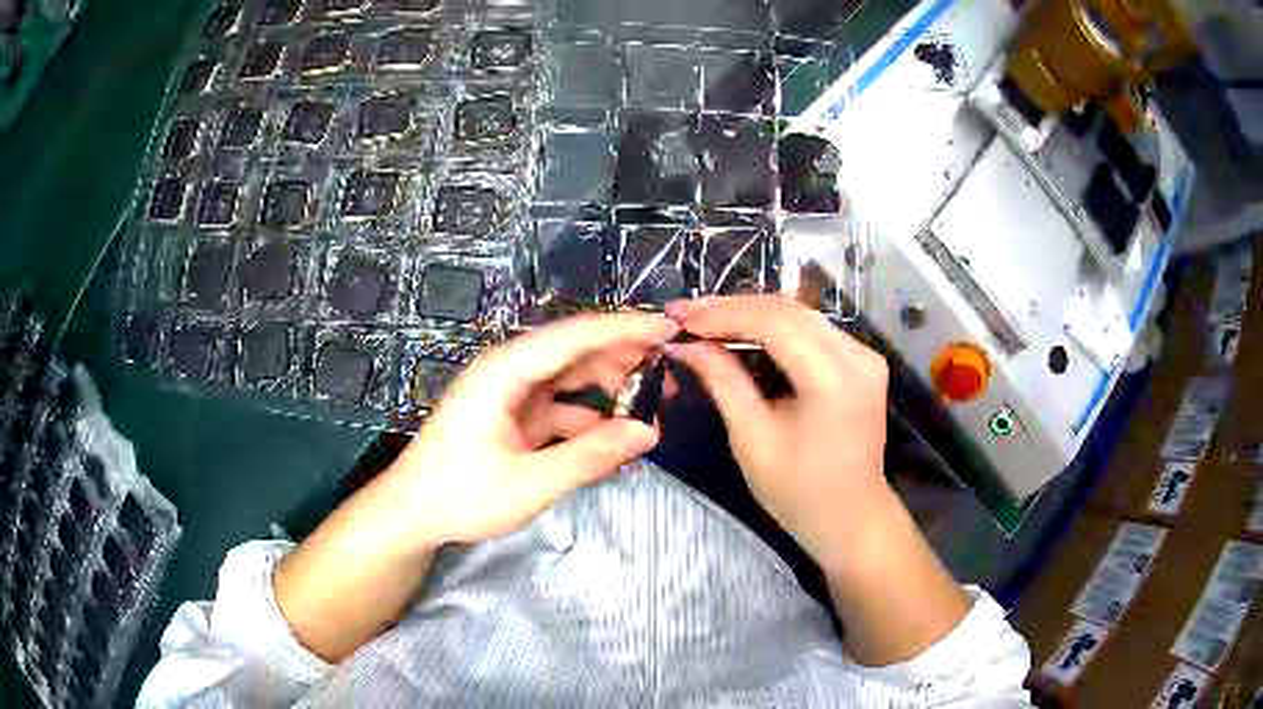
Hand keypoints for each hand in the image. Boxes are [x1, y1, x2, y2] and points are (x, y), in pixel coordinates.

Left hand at [392, 312, 678, 546]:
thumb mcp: (531, 483)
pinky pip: (559, 406)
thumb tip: (648, 432)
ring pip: (569, 377)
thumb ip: (591, 456)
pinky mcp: (512, 415)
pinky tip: (616, 437)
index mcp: (505, 370)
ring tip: (651, 401)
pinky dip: (589, 417)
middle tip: (671, 368)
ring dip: (609, 387)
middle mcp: (508, 370)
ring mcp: (509, 393)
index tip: (670, 330)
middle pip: (574, 350)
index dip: (625, 329)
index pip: (575, 336)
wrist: (412, 514)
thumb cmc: (462, 495)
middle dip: (623, 356)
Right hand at [665, 295, 891, 569]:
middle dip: (733, 308)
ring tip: (707, 319)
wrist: (851, 518)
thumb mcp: (752, 439)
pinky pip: (813, 331)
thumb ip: (723, 382)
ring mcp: (865, 356)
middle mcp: (857, 356)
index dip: (723, 314)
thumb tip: (687, 345)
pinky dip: (775, 327)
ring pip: (801, 315)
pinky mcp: (862, 362)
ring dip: (752, 313)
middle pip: (789, 310)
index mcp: (833, 379)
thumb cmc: (799, 492)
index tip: (680, 316)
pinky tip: (744, 331)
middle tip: (687, 313)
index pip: (775, 322)